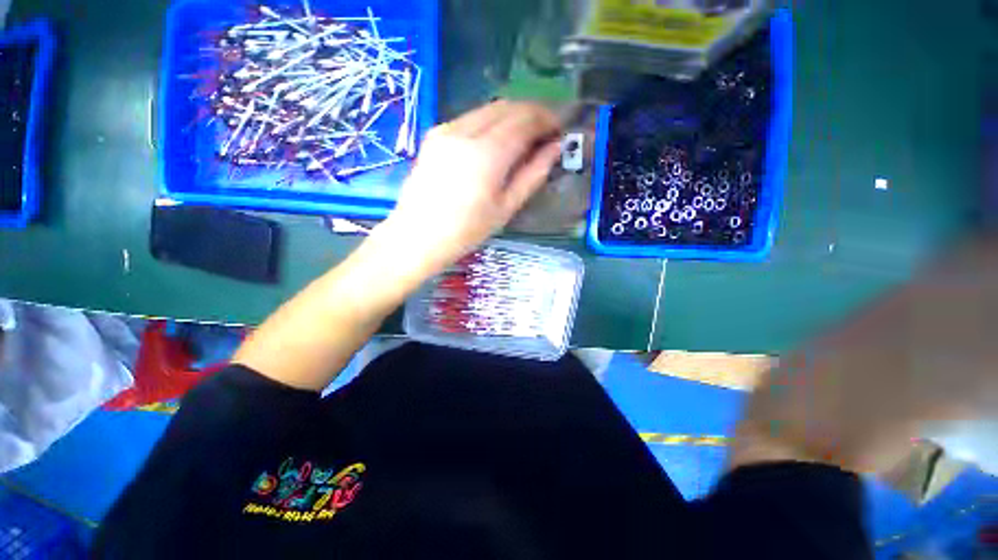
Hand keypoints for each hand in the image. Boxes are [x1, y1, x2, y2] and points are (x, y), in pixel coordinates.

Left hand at [376, 100, 562, 277]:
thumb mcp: (506, 208)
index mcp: (487, 154)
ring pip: (489, 108)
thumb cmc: (466, 231)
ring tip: (525, 135)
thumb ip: (532, 174)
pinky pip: (471, 117)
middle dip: (532, 112)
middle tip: (546, 130)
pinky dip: (491, 121)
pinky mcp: (435, 134)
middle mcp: (465, 131)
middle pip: (508, 106)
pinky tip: (497, 140)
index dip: (547, 119)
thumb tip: (555, 148)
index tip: (560, 128)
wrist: (418, 236)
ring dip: (512, 115)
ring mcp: (446, 129)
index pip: (525, 120)